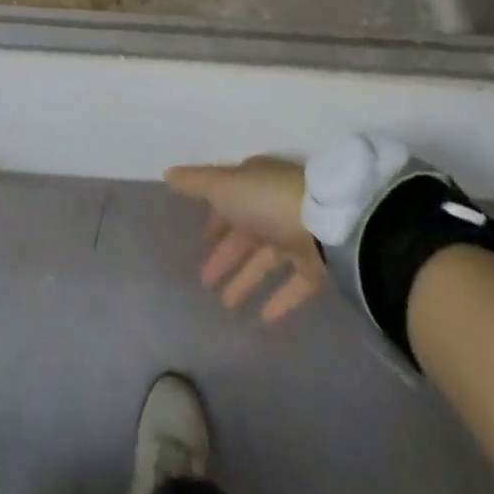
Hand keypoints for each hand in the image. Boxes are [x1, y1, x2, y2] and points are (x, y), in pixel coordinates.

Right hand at [166, 155, 326, 321]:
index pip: (230, 199)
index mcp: (254, 183)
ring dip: (245, 279)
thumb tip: (167, 173)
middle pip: (245, 233)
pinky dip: (278, 300)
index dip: (215, 218)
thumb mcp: (225, 185)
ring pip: (265, 261)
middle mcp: (273, 207)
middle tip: (203, 281)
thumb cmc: (267, 199)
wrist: (326, 225)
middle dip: (225, 254)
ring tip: (225, 305)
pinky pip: (292, 286)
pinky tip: (262, 320)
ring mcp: (296, 237)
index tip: (200, 238)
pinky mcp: (315, 268)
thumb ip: (196, 183)